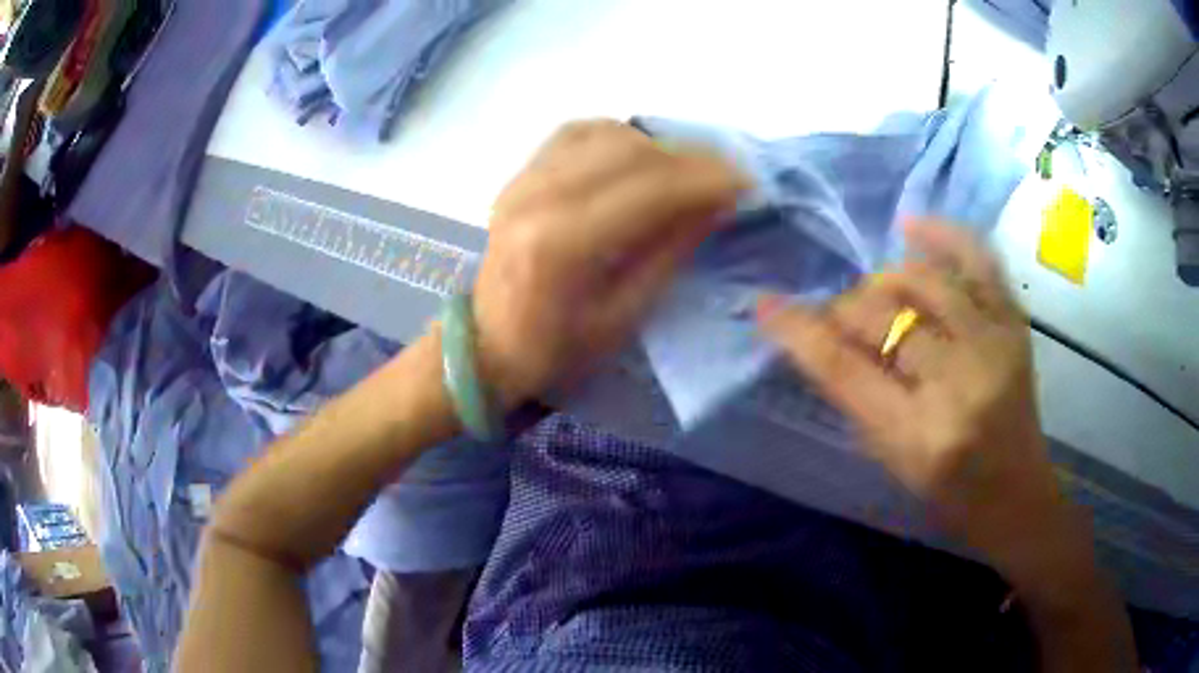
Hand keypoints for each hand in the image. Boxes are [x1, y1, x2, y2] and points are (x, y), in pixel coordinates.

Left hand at [473, 120, 747, 405]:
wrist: (486, 345)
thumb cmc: (556, 350)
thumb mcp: (624, 316)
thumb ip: (670, 251)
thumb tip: (717, 203)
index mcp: (561, 244)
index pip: (649, 188)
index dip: (705, 179)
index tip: (746, 182)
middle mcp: (537, 197)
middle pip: (629, 150)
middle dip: (689, 157)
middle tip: (726, 175)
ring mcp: (522, 180)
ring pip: (605, 134)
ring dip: (657, 146)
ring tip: (687, 170)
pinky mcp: (519, 176)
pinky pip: (577, 135)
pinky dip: (618, 138)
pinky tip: (640, 156)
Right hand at [759, 220, 1071, 572]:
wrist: (1017, 494)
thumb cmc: (948, 494)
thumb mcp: (892, 461)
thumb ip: (857, 398)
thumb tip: (822, 337)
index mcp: (918, 436)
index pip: (843, 370)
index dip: (798, 331)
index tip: (767, 305)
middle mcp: (958, 383)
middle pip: (882, 316)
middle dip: (845, 308)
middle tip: (838, 316)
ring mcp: (993, 344)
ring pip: (923, 280)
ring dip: (885, 280)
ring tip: (877, 292)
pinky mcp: (1014, 323)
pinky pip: (978, 259)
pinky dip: (943, 236)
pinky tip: (912, 228)